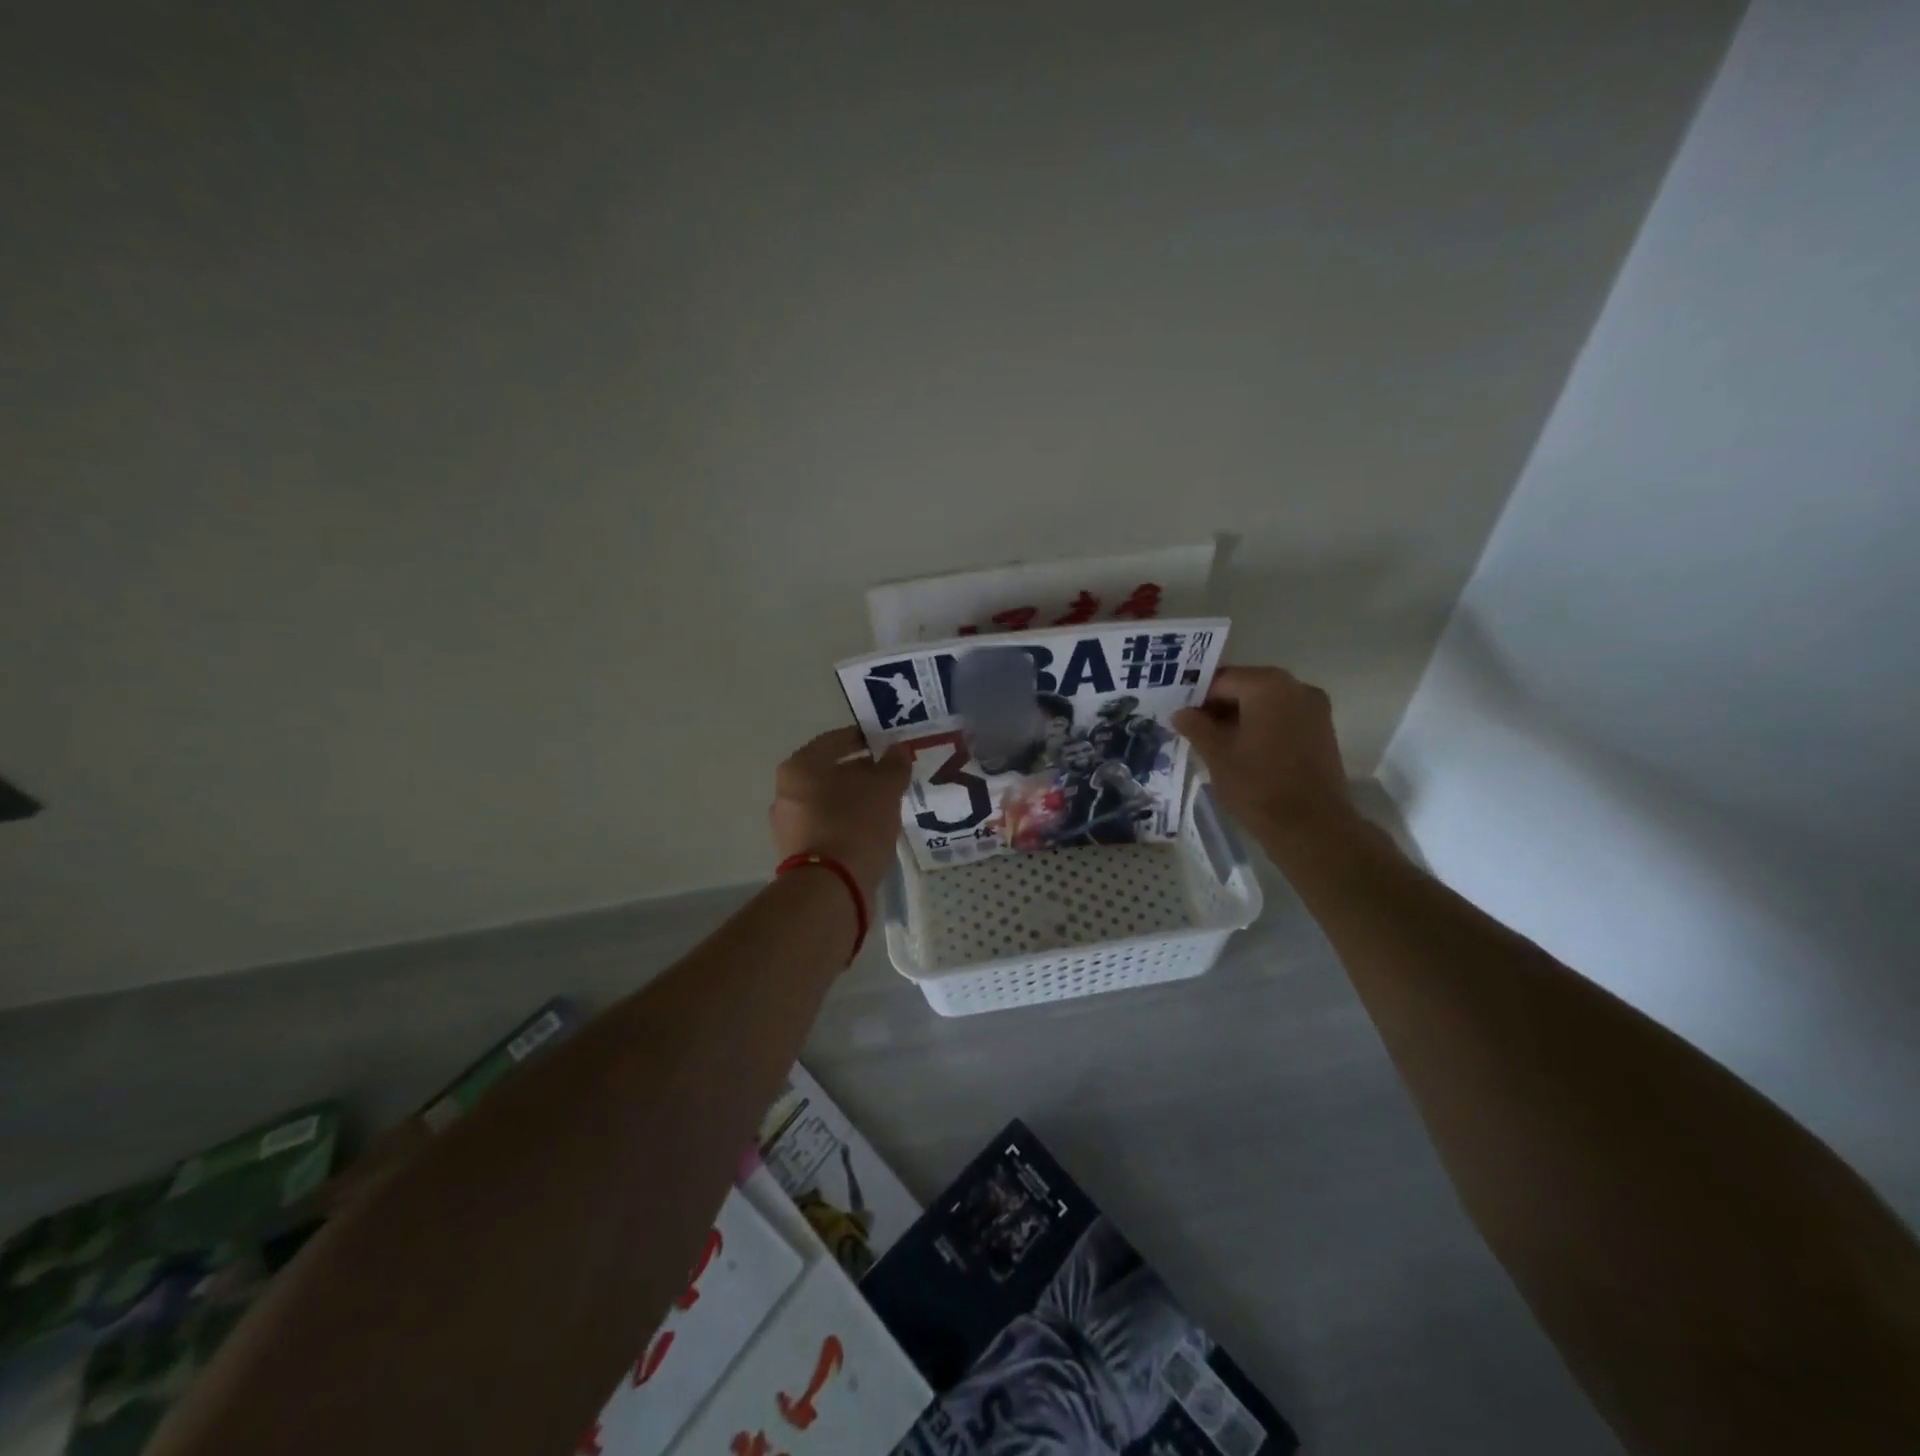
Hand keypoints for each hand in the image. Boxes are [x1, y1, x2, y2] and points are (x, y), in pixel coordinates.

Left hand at [770, 726, 911, 890]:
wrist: (831, 888)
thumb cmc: (855, 825)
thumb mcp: (885, 789)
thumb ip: (893, 765)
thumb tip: (899, 749)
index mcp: (800, 767)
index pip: (835, 740)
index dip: (864, 739)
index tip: (887, 744)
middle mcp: (785, 791)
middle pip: (829, 771)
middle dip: (860, 771)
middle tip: (890, 775)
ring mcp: (787, 824)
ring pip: (827, 800)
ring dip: (853, 799)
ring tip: (884, 804)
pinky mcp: (796, 852)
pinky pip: (826, 825)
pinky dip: (846, 822)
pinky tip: (870, 829)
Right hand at [1171, 666, 1359, 844]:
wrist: (1312, 827)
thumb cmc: (1258, 786)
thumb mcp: (1216, 755)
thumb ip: (1196, 727)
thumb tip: (1181, 712)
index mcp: (1267, 685)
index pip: (1222, 680)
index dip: (1197, 697)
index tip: (1180, 718)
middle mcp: (1296, 687)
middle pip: (1246, 688)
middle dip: (1219, 707)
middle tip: (1194, 731)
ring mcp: (1315, 709)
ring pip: (1266, 704)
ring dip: (1240, 718)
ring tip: (1217, 745)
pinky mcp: (1323, 731)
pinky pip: (1283, 719)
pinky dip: (1262, 728)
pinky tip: (1244, 752)